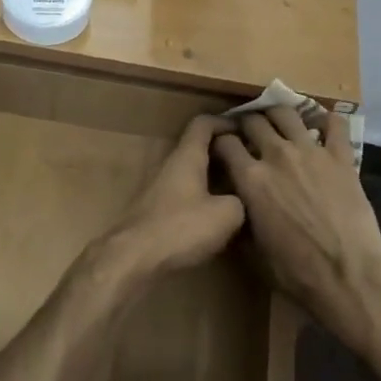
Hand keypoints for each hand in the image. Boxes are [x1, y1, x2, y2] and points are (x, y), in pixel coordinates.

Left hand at [98, 116, 244, 281]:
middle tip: (248, 163)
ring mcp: (158, 189)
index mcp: (187, 157)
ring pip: (190, 173)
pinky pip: (183, 194)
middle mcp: (169, 166)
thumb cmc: (180, 228)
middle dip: (222, 152)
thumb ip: (240, 200)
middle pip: (197, 148)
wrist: (133, 258)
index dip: (225, 122)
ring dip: (212, 177)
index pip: (203, 124)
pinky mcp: (154, 211)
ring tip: (238, 191)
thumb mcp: (226, 215)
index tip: (246, 131)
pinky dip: (200, 197)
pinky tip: (215, 217)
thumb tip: (240, 201)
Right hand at [212, 108, 380, 351]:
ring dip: (278, 113)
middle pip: (254, 121)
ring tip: (279, 121)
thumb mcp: (254, 252)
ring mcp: (311, 152)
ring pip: (287, 113)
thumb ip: (241, 221)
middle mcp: (277, 156)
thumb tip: (235, 208)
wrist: (348, 275)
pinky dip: (326, 120)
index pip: (225, 143)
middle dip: (247, 123)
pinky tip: (321, 125)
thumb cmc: (297, 272)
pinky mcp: (341, 156)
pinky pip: (334, 124)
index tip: (223, 146)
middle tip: (250, 132)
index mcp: (251, 180)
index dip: (221, 142)